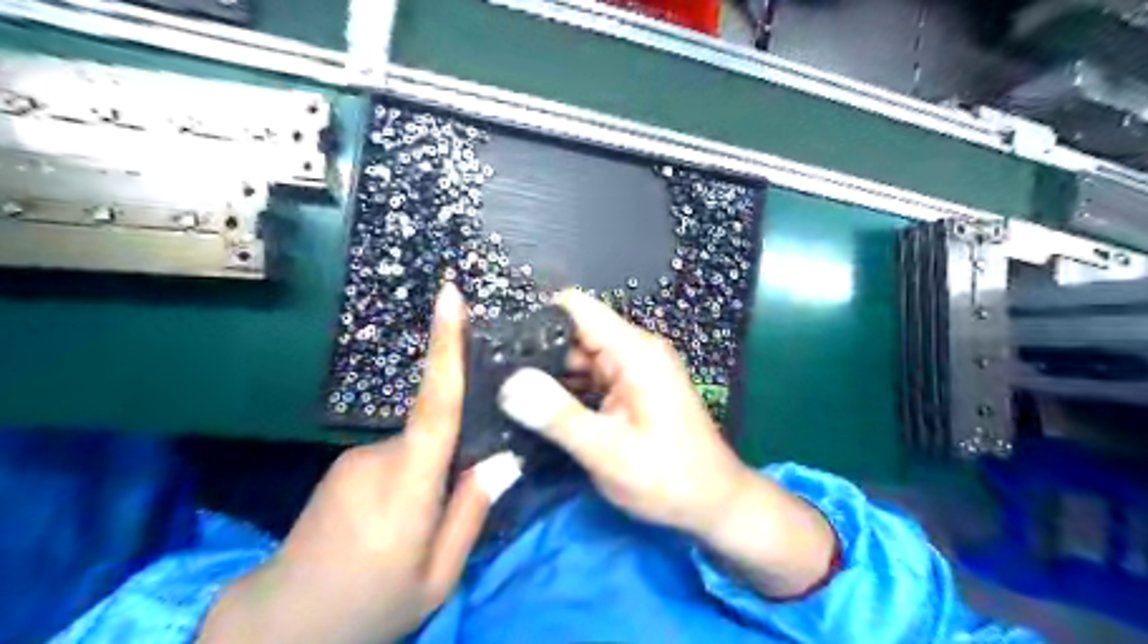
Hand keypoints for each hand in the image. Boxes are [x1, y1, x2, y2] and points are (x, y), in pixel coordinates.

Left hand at [199, 287, 492, 643]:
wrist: (278, 629)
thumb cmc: (369, 606)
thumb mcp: (438, 577)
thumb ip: (471, 513)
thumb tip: (504, 459)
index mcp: (406, 485)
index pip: (434, 403)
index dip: (445, 346)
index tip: (449, 294)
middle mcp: (377, 457)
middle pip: (435, 428)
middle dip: (460, 449)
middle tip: (465, 500)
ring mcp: (354, 459)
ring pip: (417, 446)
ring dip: (434, 474)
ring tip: (426, 528)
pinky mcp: (344, 466)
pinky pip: (397, 456)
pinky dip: (413, 476)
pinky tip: (403, 520)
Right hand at [500, 290, 749, 534]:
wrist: (715, 504)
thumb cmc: (668, 478)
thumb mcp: (607, 451)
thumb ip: (557, 416)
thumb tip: (508, 382)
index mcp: (634, 352)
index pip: (577, 308)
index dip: (536, 317)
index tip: (498, 341)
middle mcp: (634, 351)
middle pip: (574, 334)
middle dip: (536, 354)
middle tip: (492, 380)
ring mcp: (634, 370)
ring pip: (579, 359)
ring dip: (548, 376)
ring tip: (505, 396)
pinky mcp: (632, 389)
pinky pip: (591, 379)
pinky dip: (566, 392)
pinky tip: (537, 410)